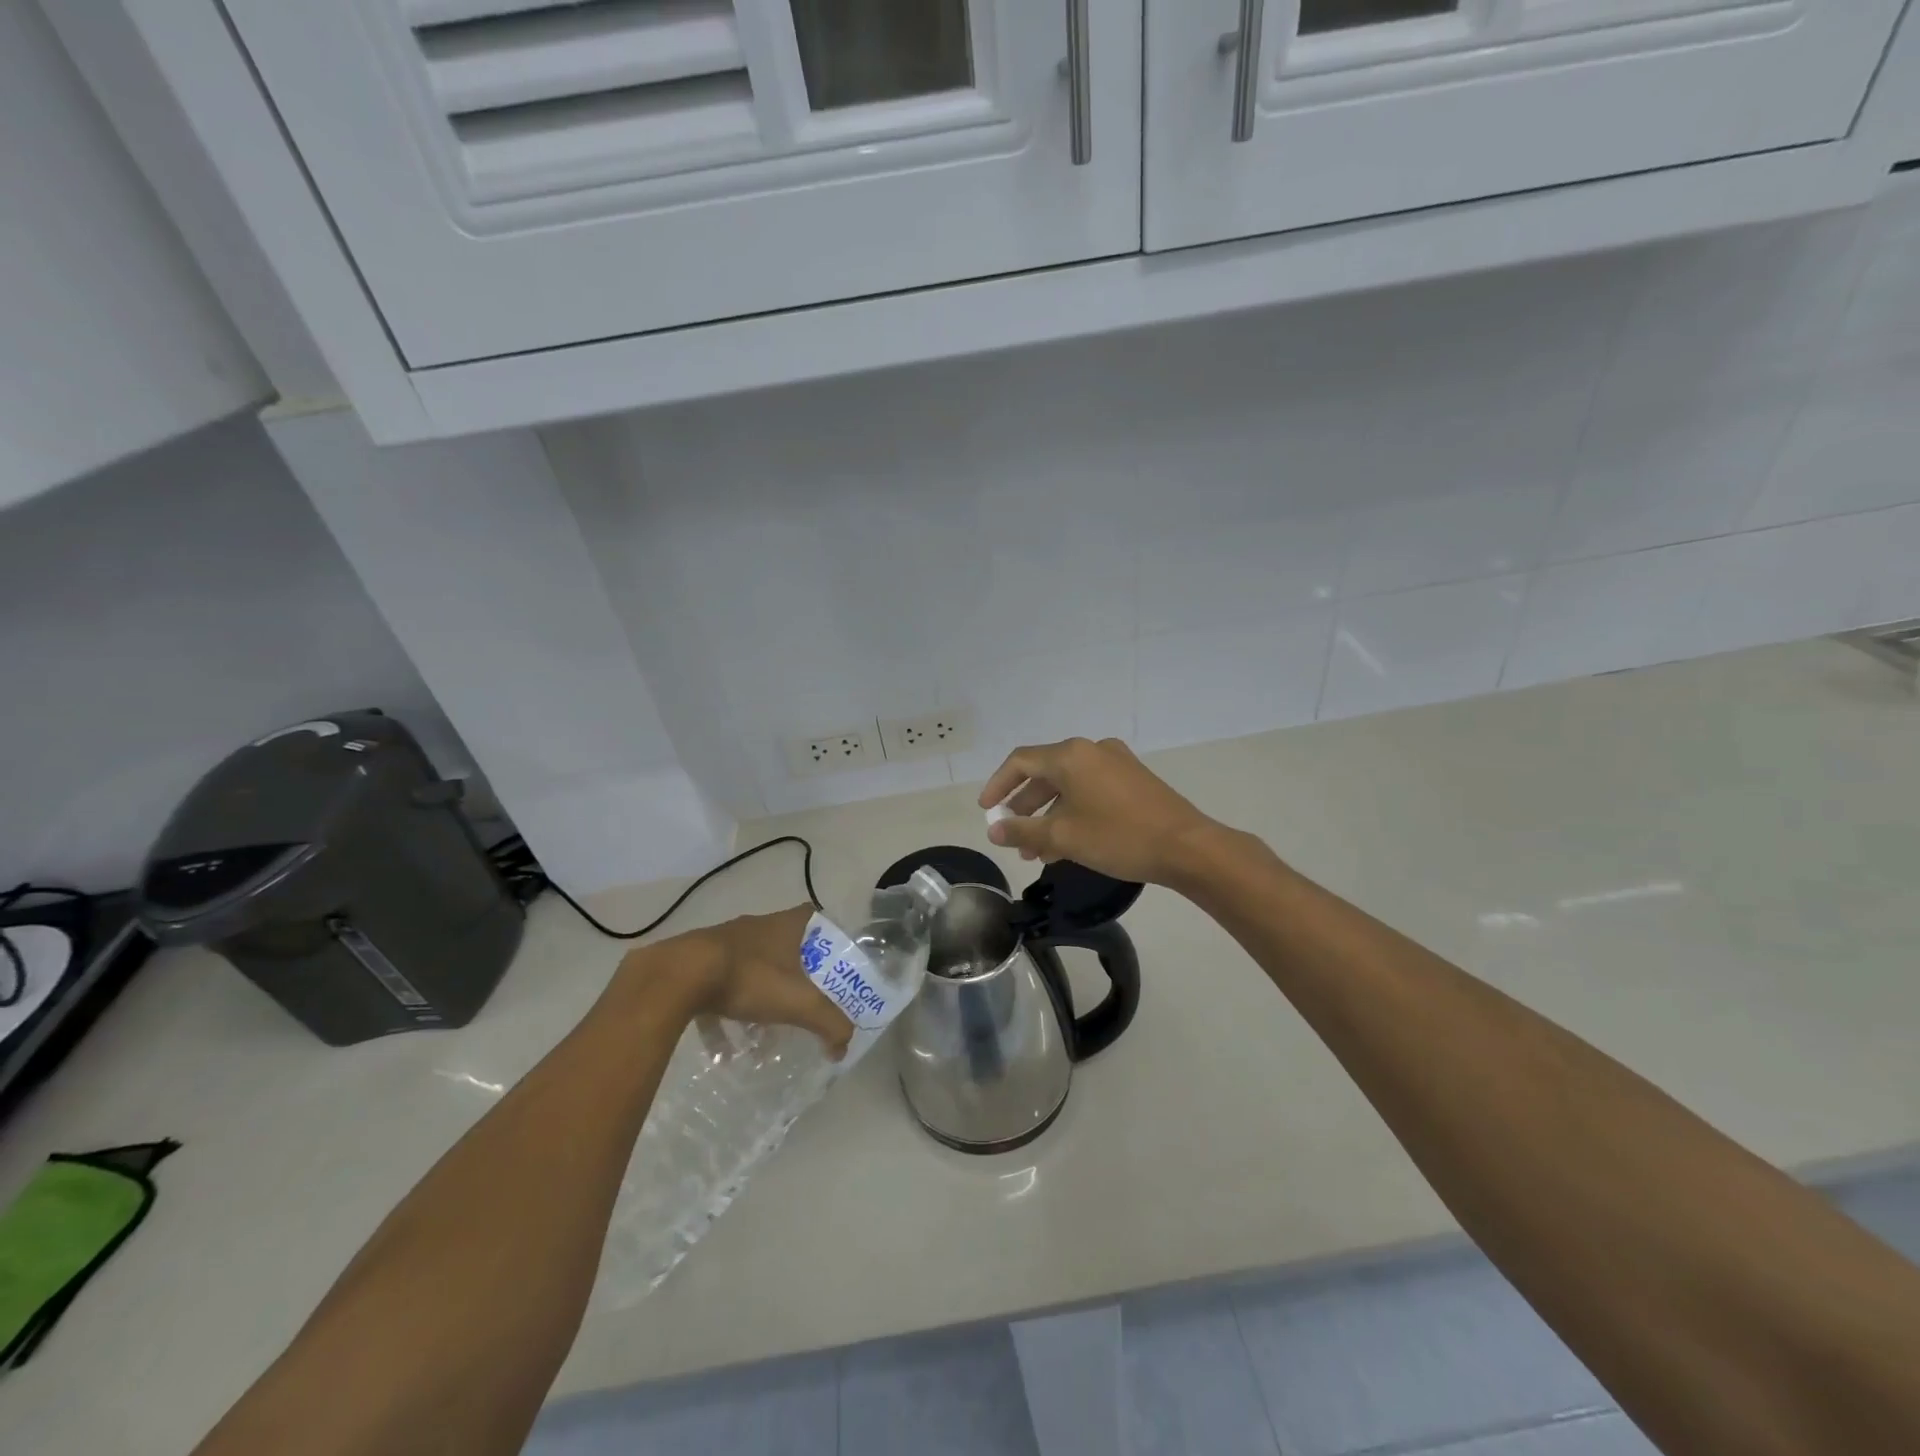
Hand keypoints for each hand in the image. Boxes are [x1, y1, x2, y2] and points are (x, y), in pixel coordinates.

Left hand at [625, 906, 853, 1059]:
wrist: (678, 975)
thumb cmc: (749, 978)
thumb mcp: (798, 1003)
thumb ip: (828, 1023)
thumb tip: (843, 1046)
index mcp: (786, 925)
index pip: (815, 918)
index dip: (827, 937)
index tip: (831, 963)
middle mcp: (756, 926)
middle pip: (783, 946)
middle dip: (793, 975)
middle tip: (801, 1001)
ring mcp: (723, 942)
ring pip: (750, 968)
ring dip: (757, 998)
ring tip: (760, 1035)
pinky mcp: (696, 961)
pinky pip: (718, 988)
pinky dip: (724, 1016)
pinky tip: (723, 1048)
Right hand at [977, 737, 1218, 886]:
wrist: (1187, 847)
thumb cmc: (1118, 836)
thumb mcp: (1063, 836)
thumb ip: (1022, 830)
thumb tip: (993, 830)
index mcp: (1071, 755)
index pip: (1020, 762)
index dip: (998, 785)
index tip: (985, 810)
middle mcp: (1092, 750)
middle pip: (1045, 773)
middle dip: (1024, 807)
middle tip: (1011, 834)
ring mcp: (1116, 764)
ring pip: (1069, 786)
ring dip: (1048, 815)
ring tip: (1036, 851)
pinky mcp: (1133, 780)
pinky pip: (1090, 791)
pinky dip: (1072, 812)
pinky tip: (1066, 845)